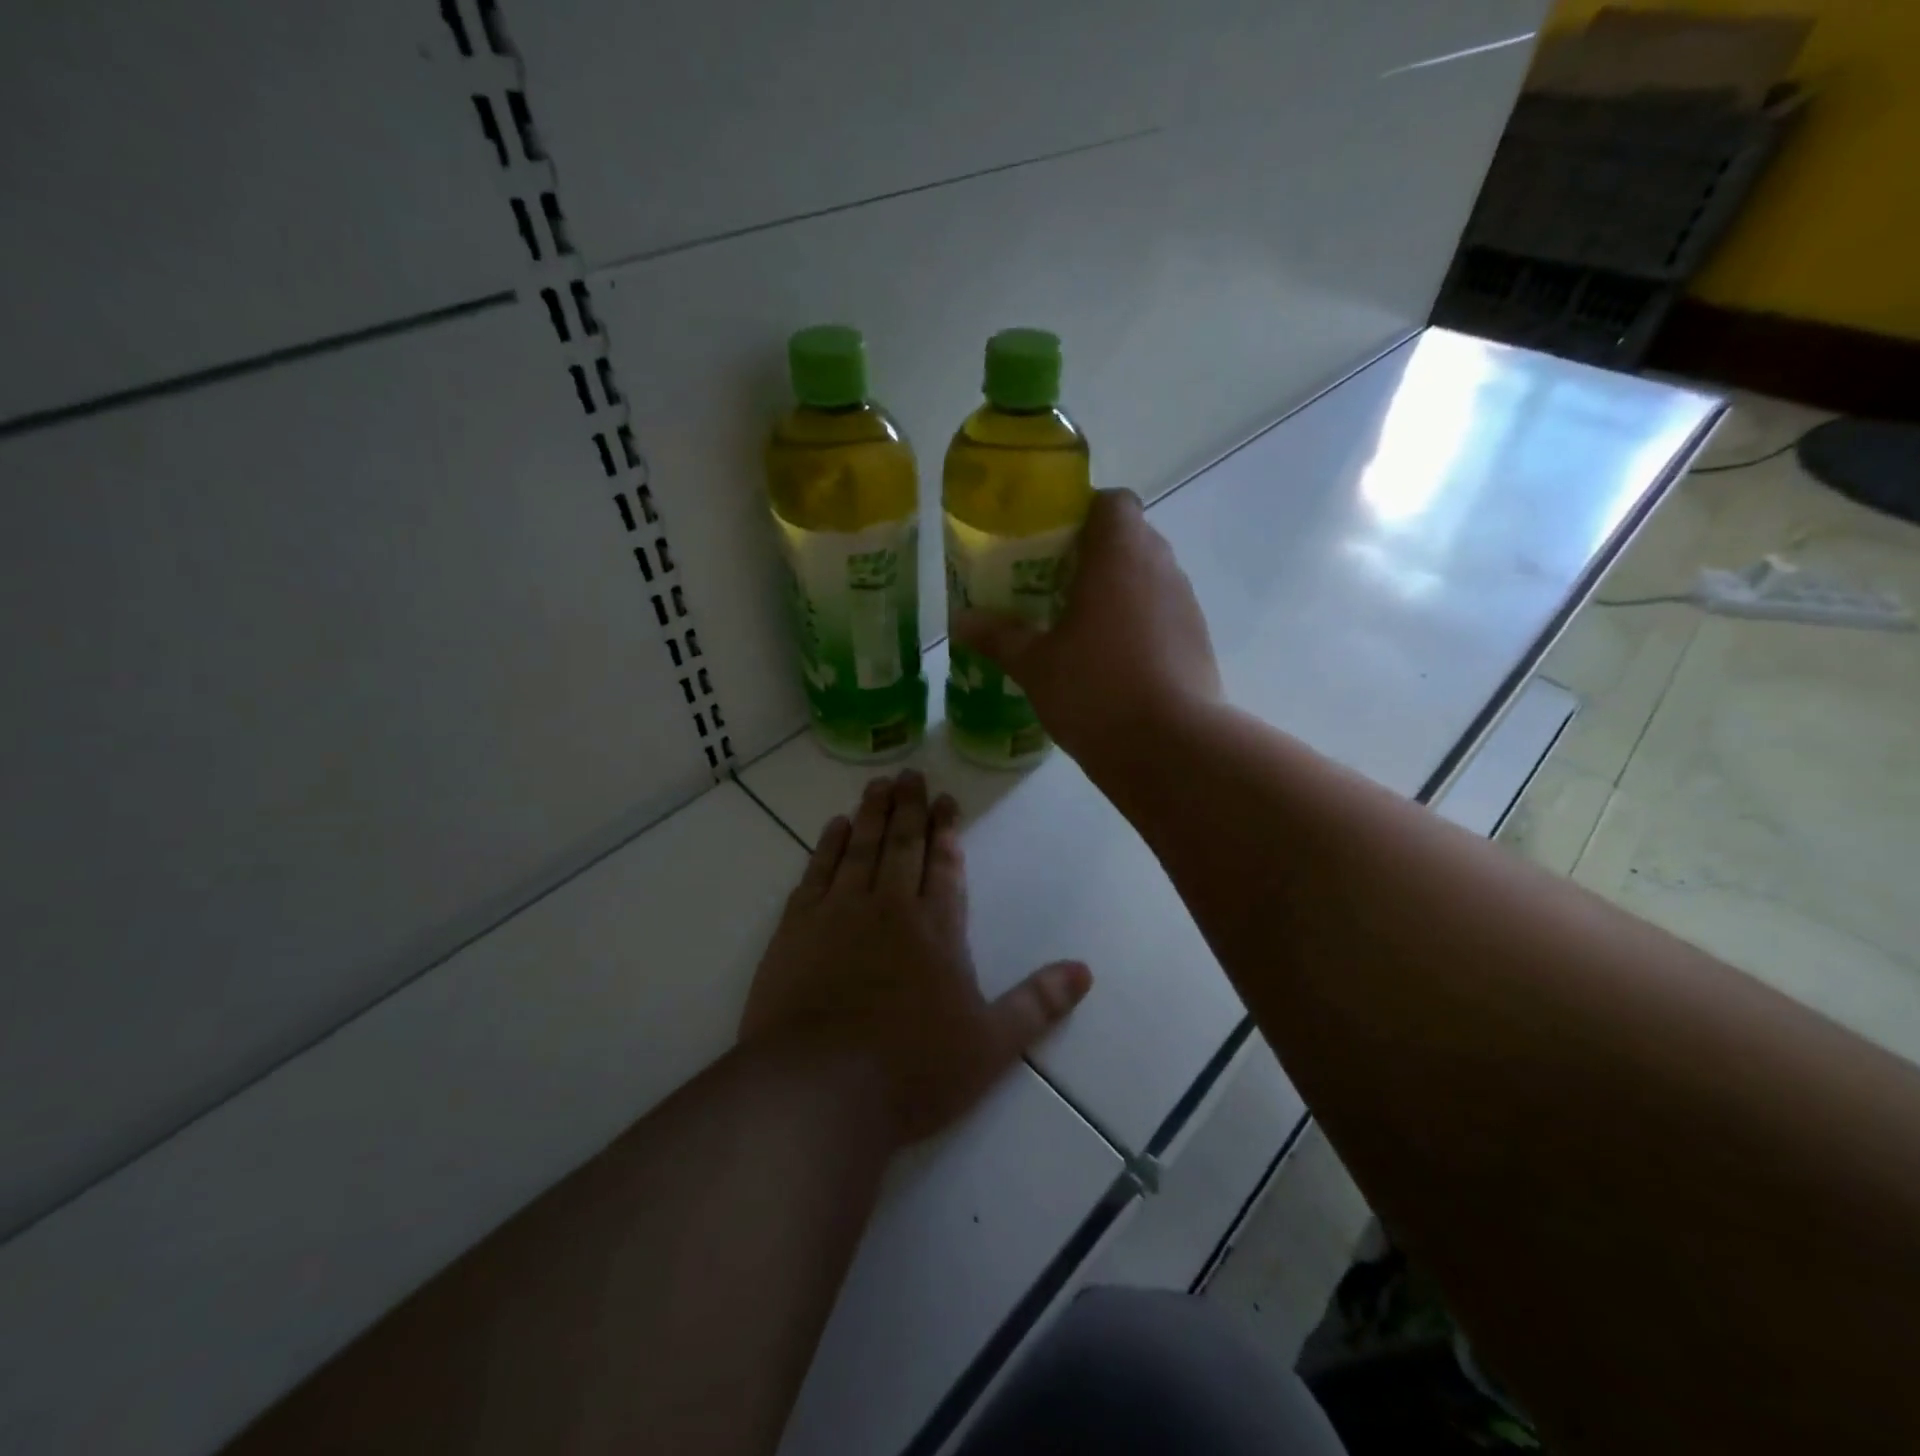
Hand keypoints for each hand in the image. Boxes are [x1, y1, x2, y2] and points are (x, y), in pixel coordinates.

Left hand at [740, 771, 1092, 1145]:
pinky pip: (816, 872)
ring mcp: (838, 913)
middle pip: (903, 845)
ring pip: (860, 848)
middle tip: (910, 774)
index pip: (945, 866)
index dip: (947, 831)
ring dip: (872, 814)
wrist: (817, 1089)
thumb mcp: (991, 1046)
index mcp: (936, 930)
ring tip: (879, 784)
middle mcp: (889, 908)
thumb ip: (1038, 1004)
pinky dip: (827, 845)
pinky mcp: (796, 928)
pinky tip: (834, 827)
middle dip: (910, 808)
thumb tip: (1084, 971)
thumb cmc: (912, 1070)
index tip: (946, 800)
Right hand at [953, 488, 1221, 768]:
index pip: (1112, 501)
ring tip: (1079, 625)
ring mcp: (1186, 604)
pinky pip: (1163, 613)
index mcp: (1119, 554)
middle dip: (1093, 554)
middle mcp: (1160, 567)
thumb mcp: (1035, 665)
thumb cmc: (1095, 690)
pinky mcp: (1198, 640)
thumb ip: (998, 637)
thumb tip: (959, 620)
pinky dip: (1138, 622)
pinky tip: (1111, 659)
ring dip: (1118, 589)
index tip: (1052, 543)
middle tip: (1052, 585)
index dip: (1083, 512)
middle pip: (1130, 537)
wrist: (1171, 749)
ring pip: (1148, 577)